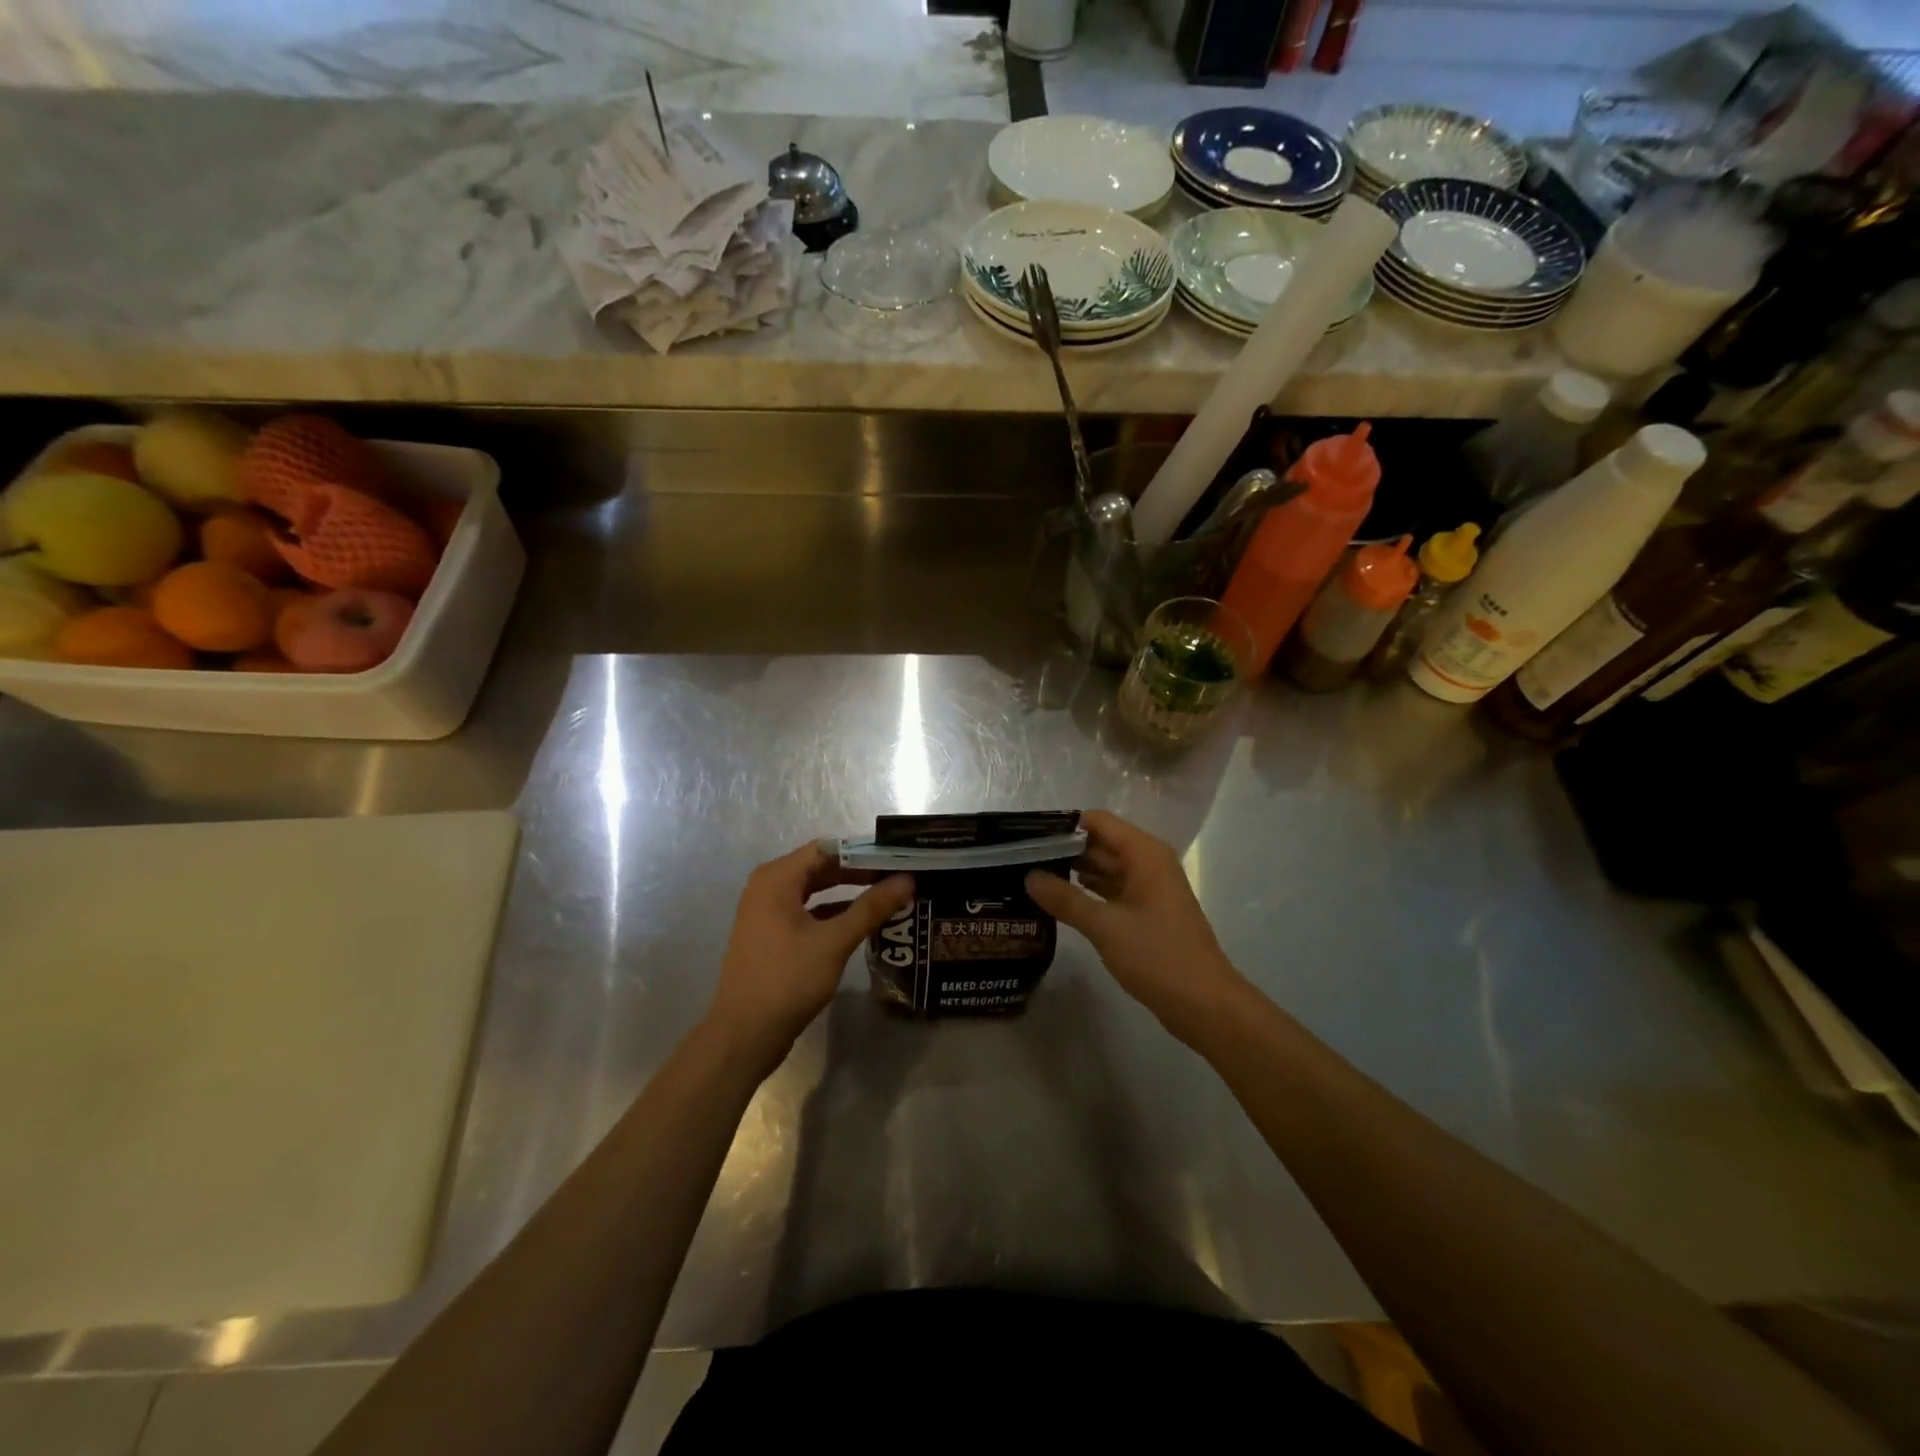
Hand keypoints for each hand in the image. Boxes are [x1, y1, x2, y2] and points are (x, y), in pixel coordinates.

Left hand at [705, 842, 913, 1074]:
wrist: (744, 1035)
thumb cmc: (787, 980)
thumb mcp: (834, 941)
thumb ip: (871, 907)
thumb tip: (907, 880)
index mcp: (777, 878)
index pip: (828, 848)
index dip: (865, 851)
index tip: (899, 857)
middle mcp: (769, 887)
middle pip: (822, 867)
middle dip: (861, 871)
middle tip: (901, 876)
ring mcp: (768, 912)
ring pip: (816, 891)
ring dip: (850, 892)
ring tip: (889, 895)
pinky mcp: (773, 935)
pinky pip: (809, 911)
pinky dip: (835, 913)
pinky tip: (864, 921)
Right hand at [1027, 810, 1246, 1044]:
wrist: (1205, 1004)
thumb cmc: (1158, 956)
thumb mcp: (1105, 926)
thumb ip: (1065, 898)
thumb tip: (1029, 876)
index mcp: (1144, 853)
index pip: (1097, 821)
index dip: (1063, 827)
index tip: (1028, 839)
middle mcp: (1148, 863)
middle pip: (1100, 843)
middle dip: (1064, 851)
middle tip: (1021, 861)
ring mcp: (1149, 888)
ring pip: (1105, 869)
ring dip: (1073, 873)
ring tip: (1032, 879)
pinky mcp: (1147, 912)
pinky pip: (1113, 891)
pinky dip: (1088, 894)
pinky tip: (1059, 903)